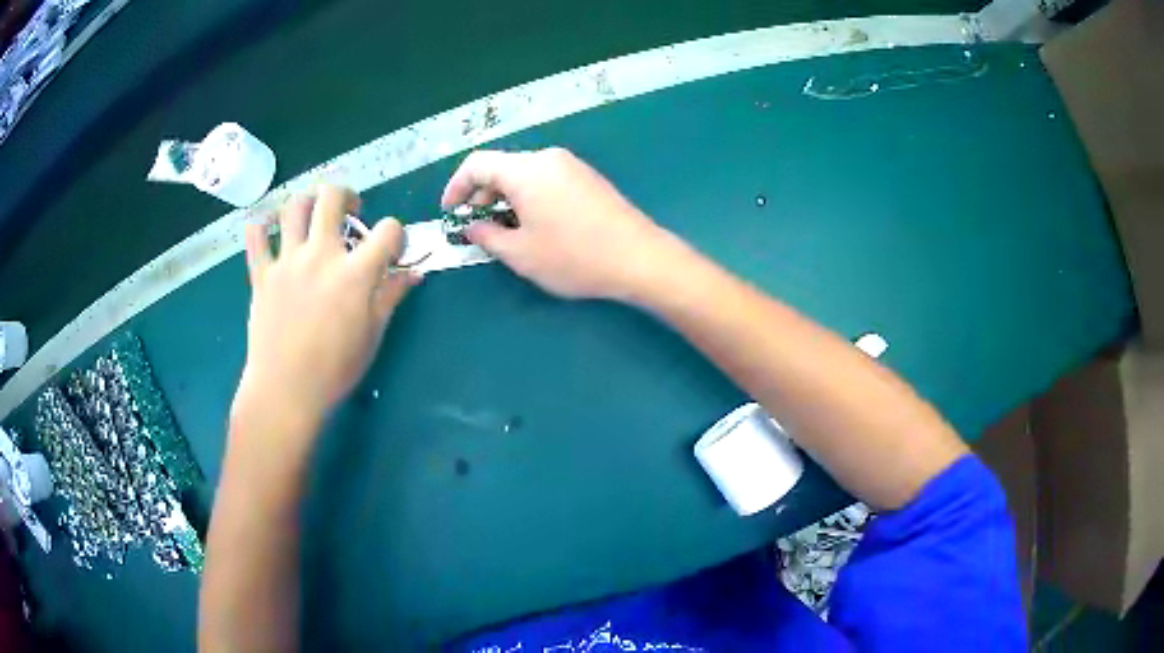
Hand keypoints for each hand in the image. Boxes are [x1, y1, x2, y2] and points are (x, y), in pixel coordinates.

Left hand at [235, 185, 419, 435]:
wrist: (285, 391)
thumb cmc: (334, 370)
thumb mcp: (372, 335)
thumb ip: (391, 296)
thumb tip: (412, 274)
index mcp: (354, 273)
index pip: (388, 230)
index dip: (396, 235)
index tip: (392, 251)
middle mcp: (320, 255)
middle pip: (331, 197)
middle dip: (347, 195)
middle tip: (350, 212)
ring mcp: (286, 261)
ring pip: (293, 206)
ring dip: (307, 202)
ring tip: (312, 216)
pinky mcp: (261, 273)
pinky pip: (255, 236)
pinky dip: (262, 225)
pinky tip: (271, 230)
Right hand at [441, 148, 680, 299]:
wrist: (639, 258)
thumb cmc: (574, 257)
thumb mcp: (520, 253)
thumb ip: (486, 236)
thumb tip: (473, 226)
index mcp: (526, 170)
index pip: (477, 164)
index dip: (456, 187)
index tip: (450, 212)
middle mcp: (548, 158)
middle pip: (502, 167)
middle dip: (481, 195)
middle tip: (475, 227)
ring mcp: (572, 166)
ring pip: (524, 174)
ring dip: (505, 198)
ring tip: (502, 230)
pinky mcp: (588, 178)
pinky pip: (546, 180)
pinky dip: (528, 197)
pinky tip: (532, 225)